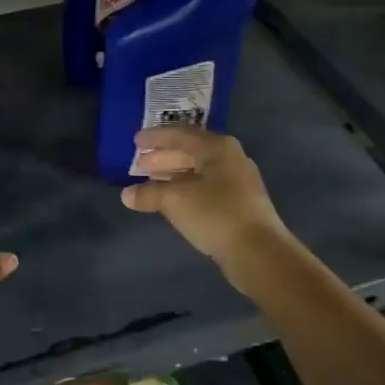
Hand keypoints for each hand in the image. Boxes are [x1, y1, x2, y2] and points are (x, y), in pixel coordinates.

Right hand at [121, 126, 295, 279]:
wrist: (258, 251)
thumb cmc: (215, 214)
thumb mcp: (175, 200)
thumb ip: (149, 194)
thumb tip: (127, 195)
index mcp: (217, 148)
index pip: (180, 134)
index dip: (156, 137)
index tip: (136, 141)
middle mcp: (230, 158)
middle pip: (191, 151)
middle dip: (164, 156)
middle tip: (140, 163)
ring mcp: (237, 181)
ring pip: (198, 171)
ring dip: (173, 174)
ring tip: (150, 180)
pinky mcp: (239, 203)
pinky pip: (206, 187)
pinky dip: (186, 189)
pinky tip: (172, 200)